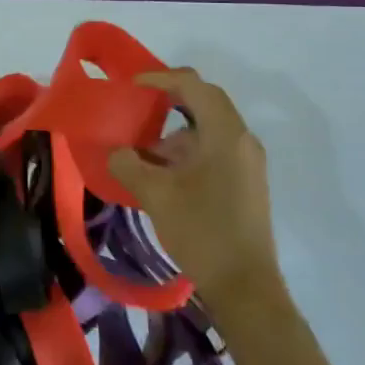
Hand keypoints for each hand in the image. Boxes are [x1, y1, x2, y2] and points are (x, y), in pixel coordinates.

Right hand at [109, 69, 283, 318]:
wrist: (244, 287)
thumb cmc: (201, 231)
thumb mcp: (155, 194)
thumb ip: (129, 163)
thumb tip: (117, 152)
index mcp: (226, 135)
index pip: (194, 86)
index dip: (161, 78)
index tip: (132, 85)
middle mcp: (242, 141)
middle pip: (205, 103)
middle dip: (168, 101)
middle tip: (136, 106)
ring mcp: (247, 163)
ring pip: (207, 130)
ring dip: (175, 133)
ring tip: (142, 151)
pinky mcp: (245, 183)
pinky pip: (213, 151)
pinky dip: (186, 152)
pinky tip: (162, 174)